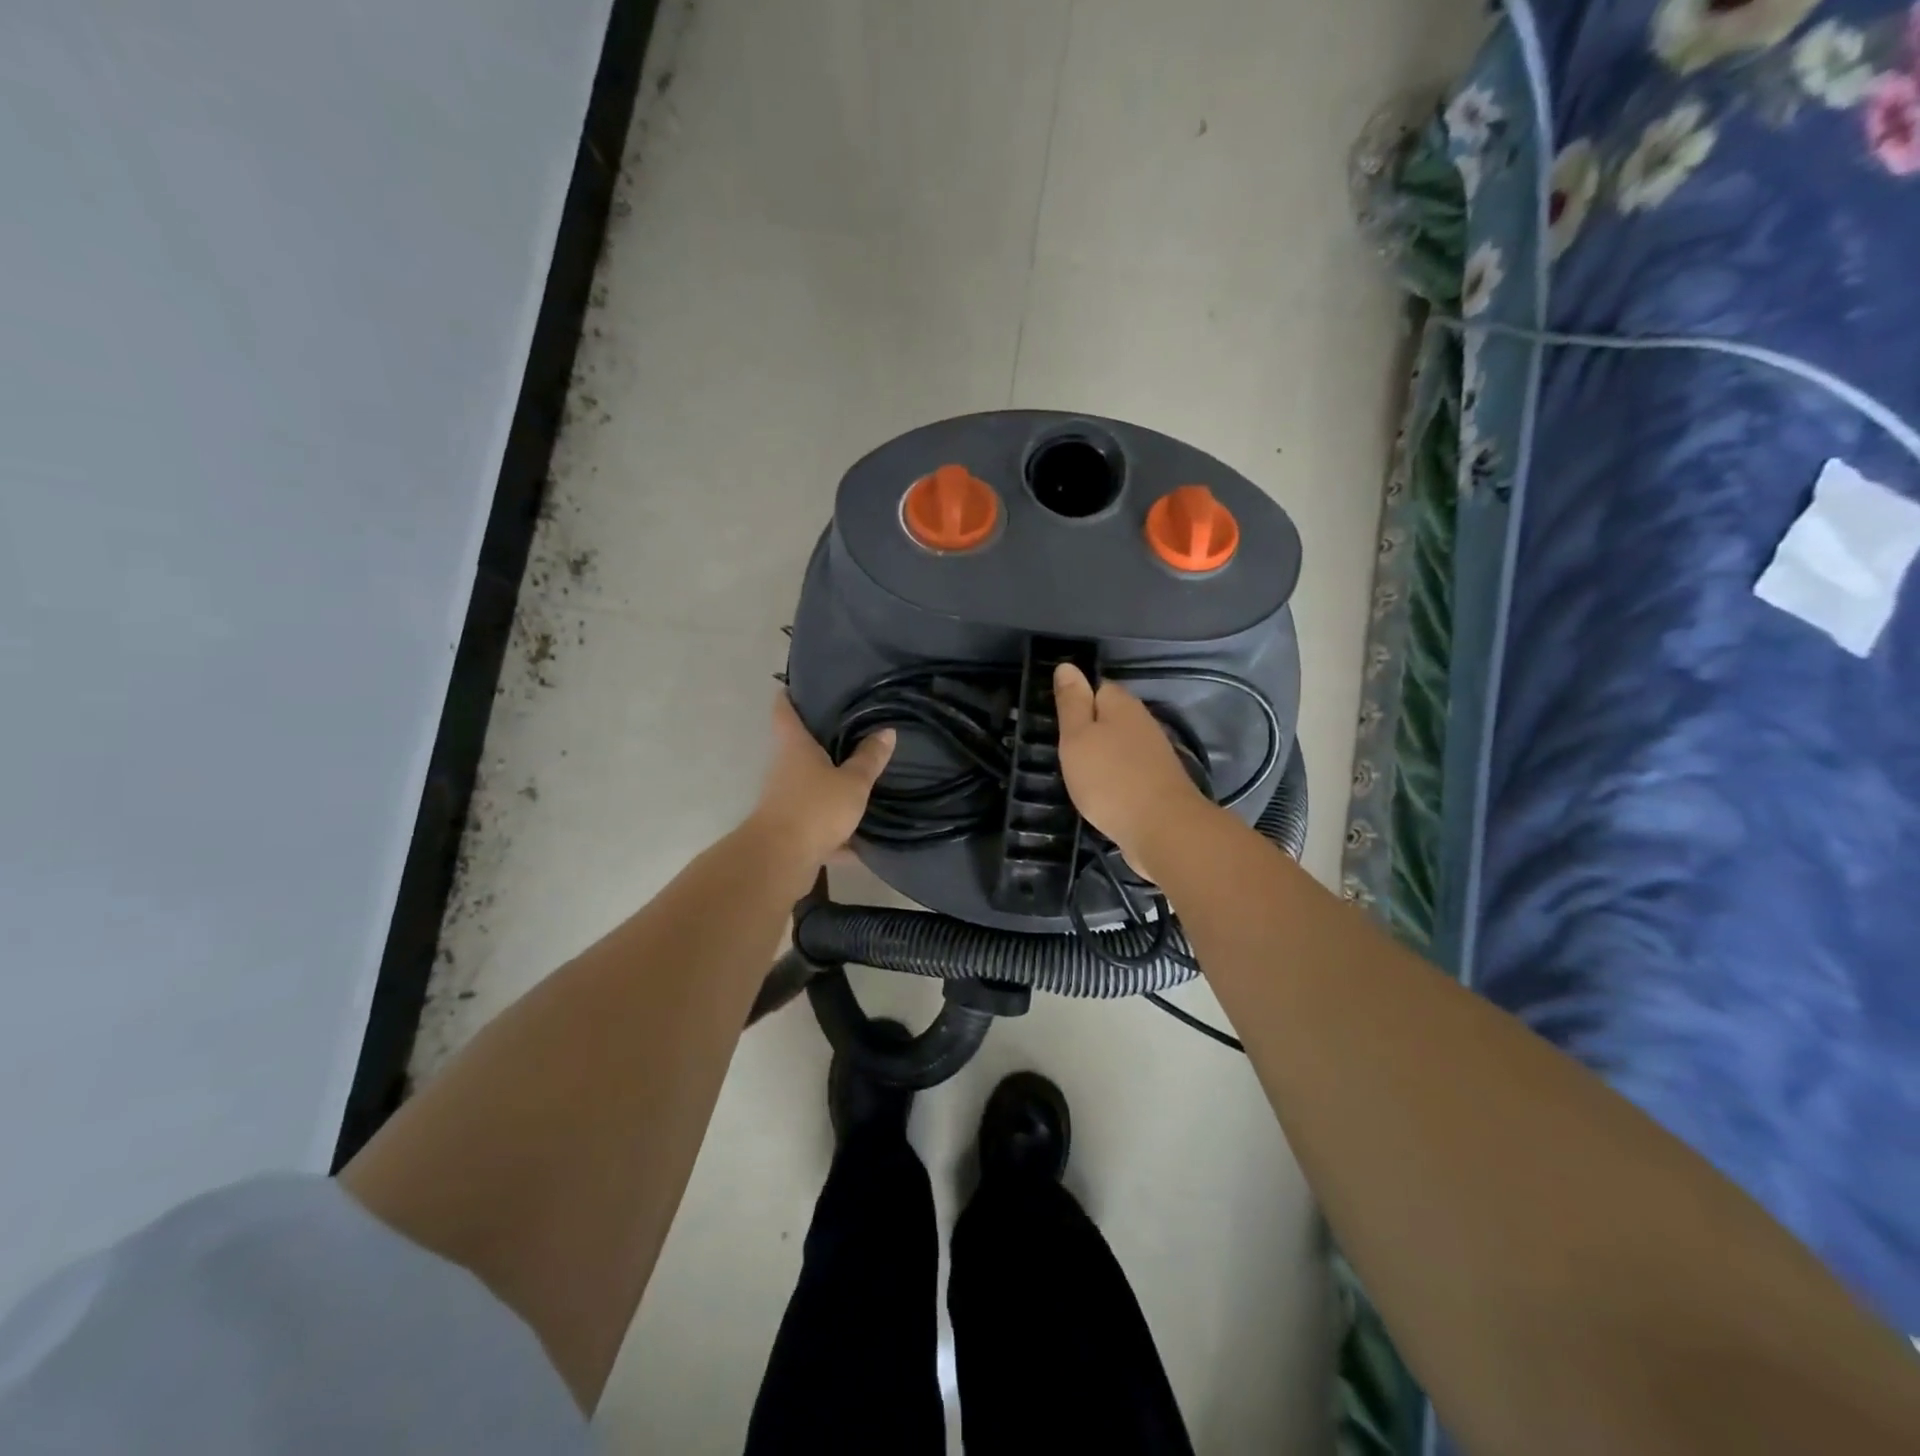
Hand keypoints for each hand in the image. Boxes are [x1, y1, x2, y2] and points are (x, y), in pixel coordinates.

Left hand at [748, 693, 894, 871]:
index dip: (790, 695)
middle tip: (852, 730)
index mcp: (795, 747)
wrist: (780, 860)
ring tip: (862, 778)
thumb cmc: (815, 808)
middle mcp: (784, 768)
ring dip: (830, 784)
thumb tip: (887, 731)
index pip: (784, 710)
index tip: (799, 685)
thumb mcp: (852, 782)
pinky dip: (836, 828)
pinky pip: (817, 821)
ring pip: (810, 785)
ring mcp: (784, 799)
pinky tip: (862, 837)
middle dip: (821, 741)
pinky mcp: (791, 828)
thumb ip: (870, 759)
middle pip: (799, 748)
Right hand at [1053, 664, 1213, 881]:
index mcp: (1122, 705)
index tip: (1057, 722)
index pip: (1096, 687)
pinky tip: (1101, 793)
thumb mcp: (1077, 737)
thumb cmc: (1110, 779)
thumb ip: (1071, 702)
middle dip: (1089, 730)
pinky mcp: (1158, 783)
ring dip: (1102, 756)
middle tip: (1063, 751)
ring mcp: (1155, 754)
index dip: (1076, 701)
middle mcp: (1143, 722)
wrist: (1162, 829)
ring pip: (1120, 745)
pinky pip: (1129, 771)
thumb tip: (1067, 665)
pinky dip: (1114, 778)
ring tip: (1078, 773)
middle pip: (1110, 717)